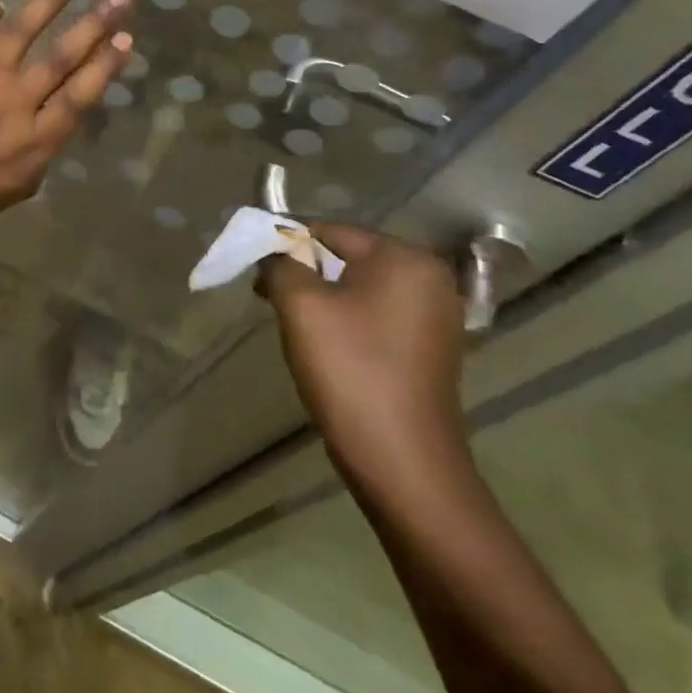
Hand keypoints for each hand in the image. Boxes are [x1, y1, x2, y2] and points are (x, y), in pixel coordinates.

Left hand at [0, 0, 131, 246]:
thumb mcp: (9, 192)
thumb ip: (36, 154)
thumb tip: (48, 123)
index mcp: (34, 139)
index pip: (81, 94)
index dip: (106, 65)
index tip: (127, 38)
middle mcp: (14, 101)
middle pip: (62, 56)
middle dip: (95, 22)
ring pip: (22, 31)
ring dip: (48, 0)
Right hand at [258, 225, 469, 483]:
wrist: (402, 461)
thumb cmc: (349, 369)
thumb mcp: (300, 304)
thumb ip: (280, 263)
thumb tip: (274, 253)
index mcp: (405, 258)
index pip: (329, 230)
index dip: (286, 246)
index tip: (256, 274)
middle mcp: (429, 278)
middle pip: (345, 257)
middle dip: (303, 273)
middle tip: (269, 299)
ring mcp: (435, 316)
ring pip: (357, 288)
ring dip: (321, 299)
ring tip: (293, 326)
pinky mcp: (429, 348)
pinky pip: (375, 315)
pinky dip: (345, 321)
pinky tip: (325, 347)